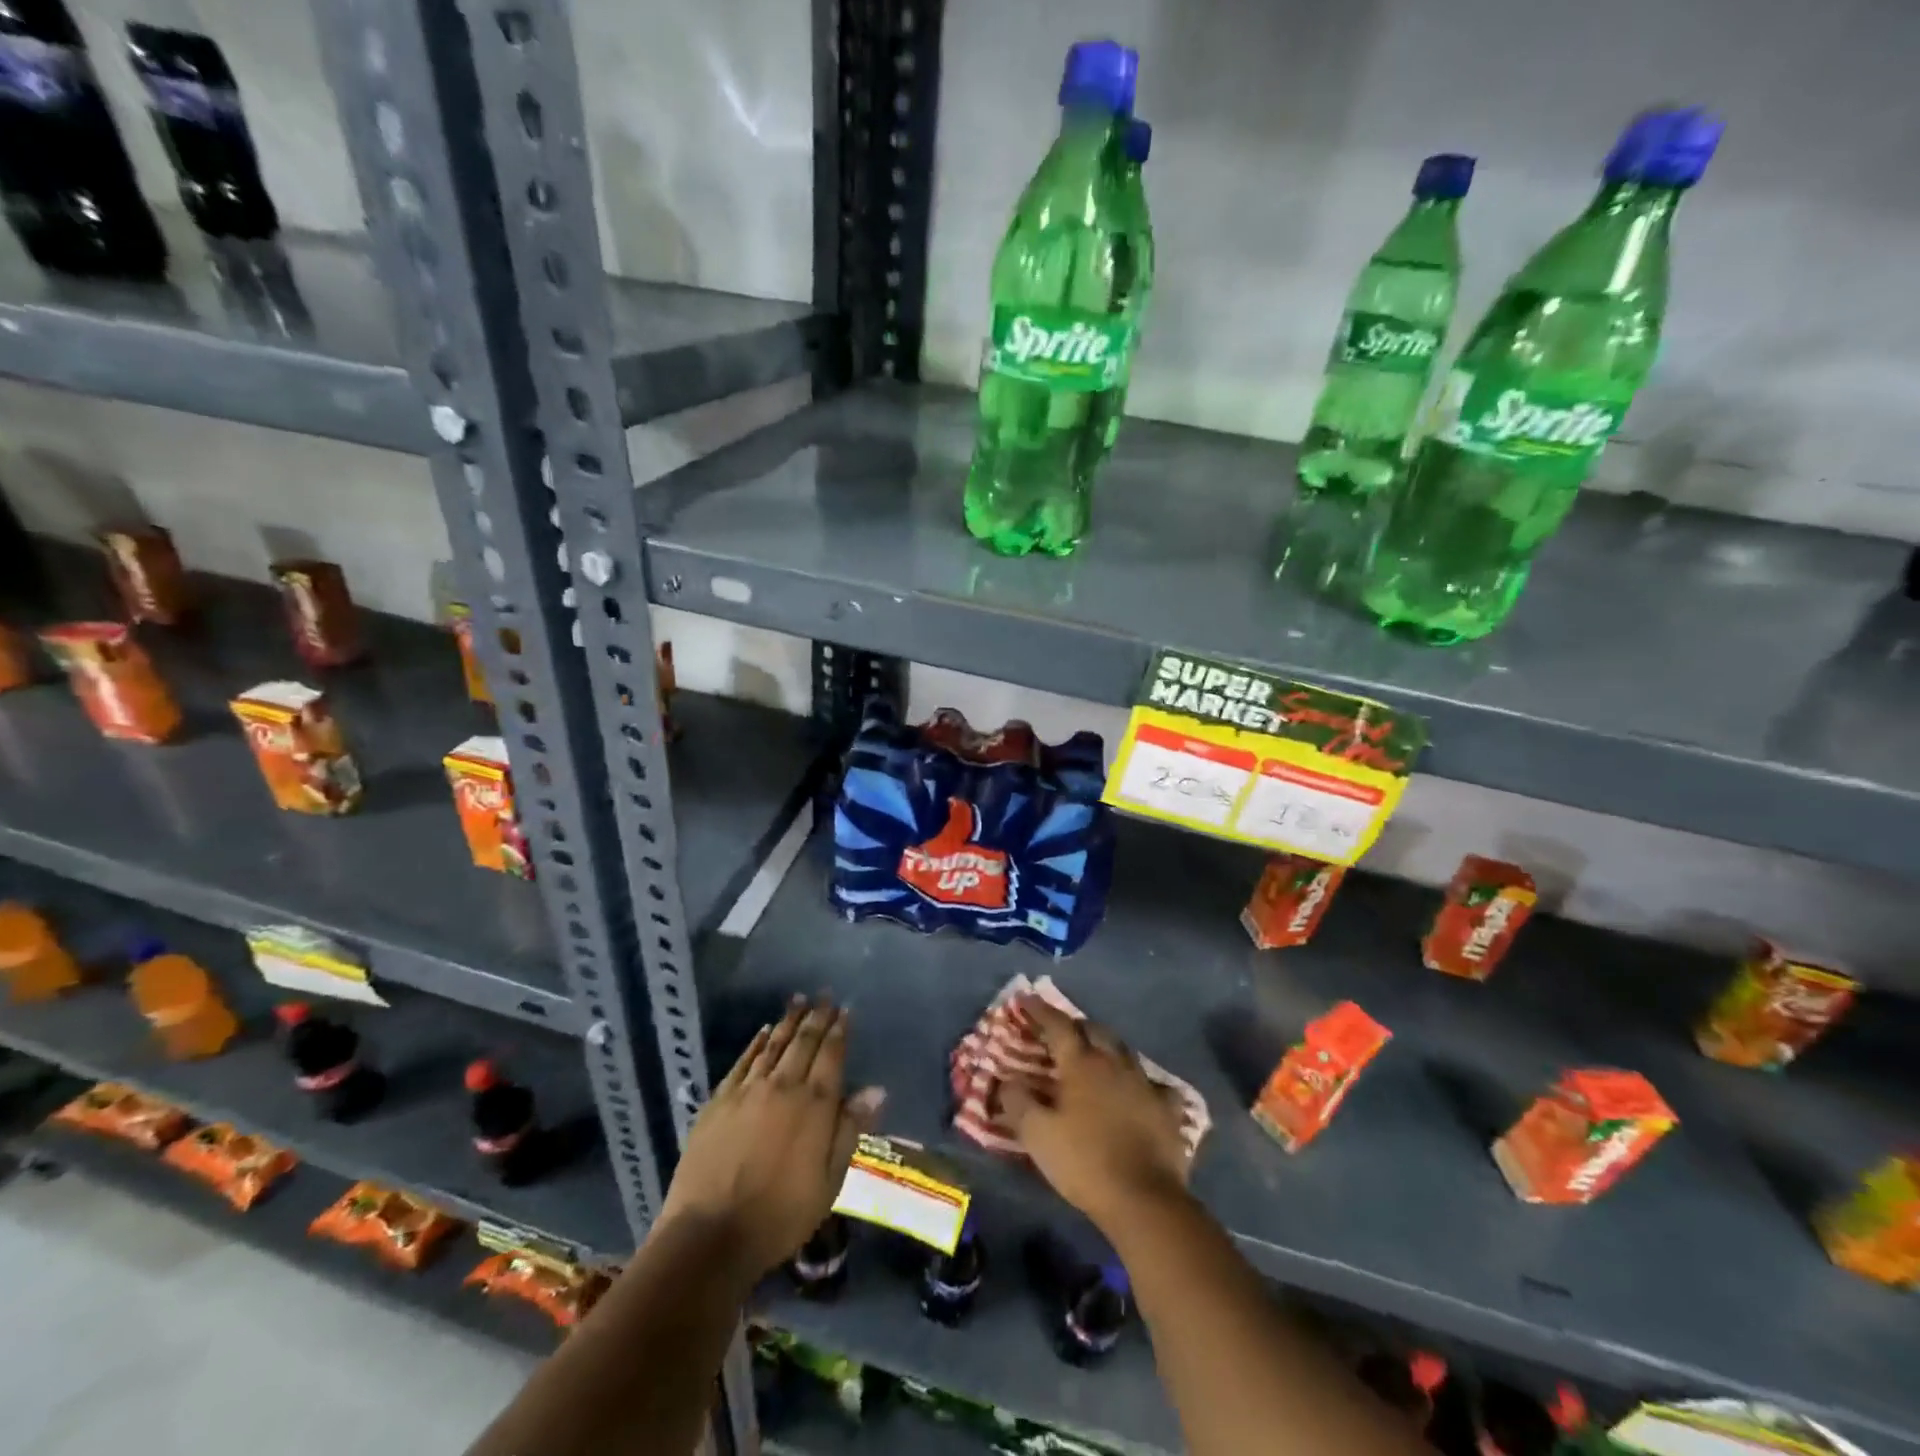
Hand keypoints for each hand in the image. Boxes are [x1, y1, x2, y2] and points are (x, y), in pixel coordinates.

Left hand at [657, 995, 884, 1278]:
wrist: (711, 1235)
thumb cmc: (780, 1216)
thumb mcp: (829, 1182)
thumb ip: (850, 1130)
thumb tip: (875, 1089)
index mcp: (814, 1105)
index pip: (831, 1055)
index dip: (839, 1031)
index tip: (845, 1011)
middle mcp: (783, 1086)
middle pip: (803, 1042)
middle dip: (816, 1017)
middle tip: (824, 995)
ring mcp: (748, 1091)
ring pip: (774, 1045)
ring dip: (788, 1021)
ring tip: (798, 1001)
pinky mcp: (719, 1101)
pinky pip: (743, 1061)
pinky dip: (756, 1043)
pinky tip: (763, 1031)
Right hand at [1000, 996, 1191, 1231]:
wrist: (1144, 1200)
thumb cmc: (1084, 1162)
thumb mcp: (1037, 1135)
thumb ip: (1017, 1102)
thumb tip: (1005, 1080)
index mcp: (1082, 1063)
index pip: (1058, 1025)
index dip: (1039, 1011)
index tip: (1025, 999)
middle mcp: (1115, 1063)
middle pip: (1094, 1030)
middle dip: (1075, 1026)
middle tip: (1061, 1031)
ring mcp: (1145, 1083)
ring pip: (1123, 1051)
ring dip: (1106, 1047)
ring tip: (1096, 1054)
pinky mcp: (1168, 1109)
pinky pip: (1154, 1084)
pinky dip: (1141, 1081)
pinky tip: (1140, 1090)